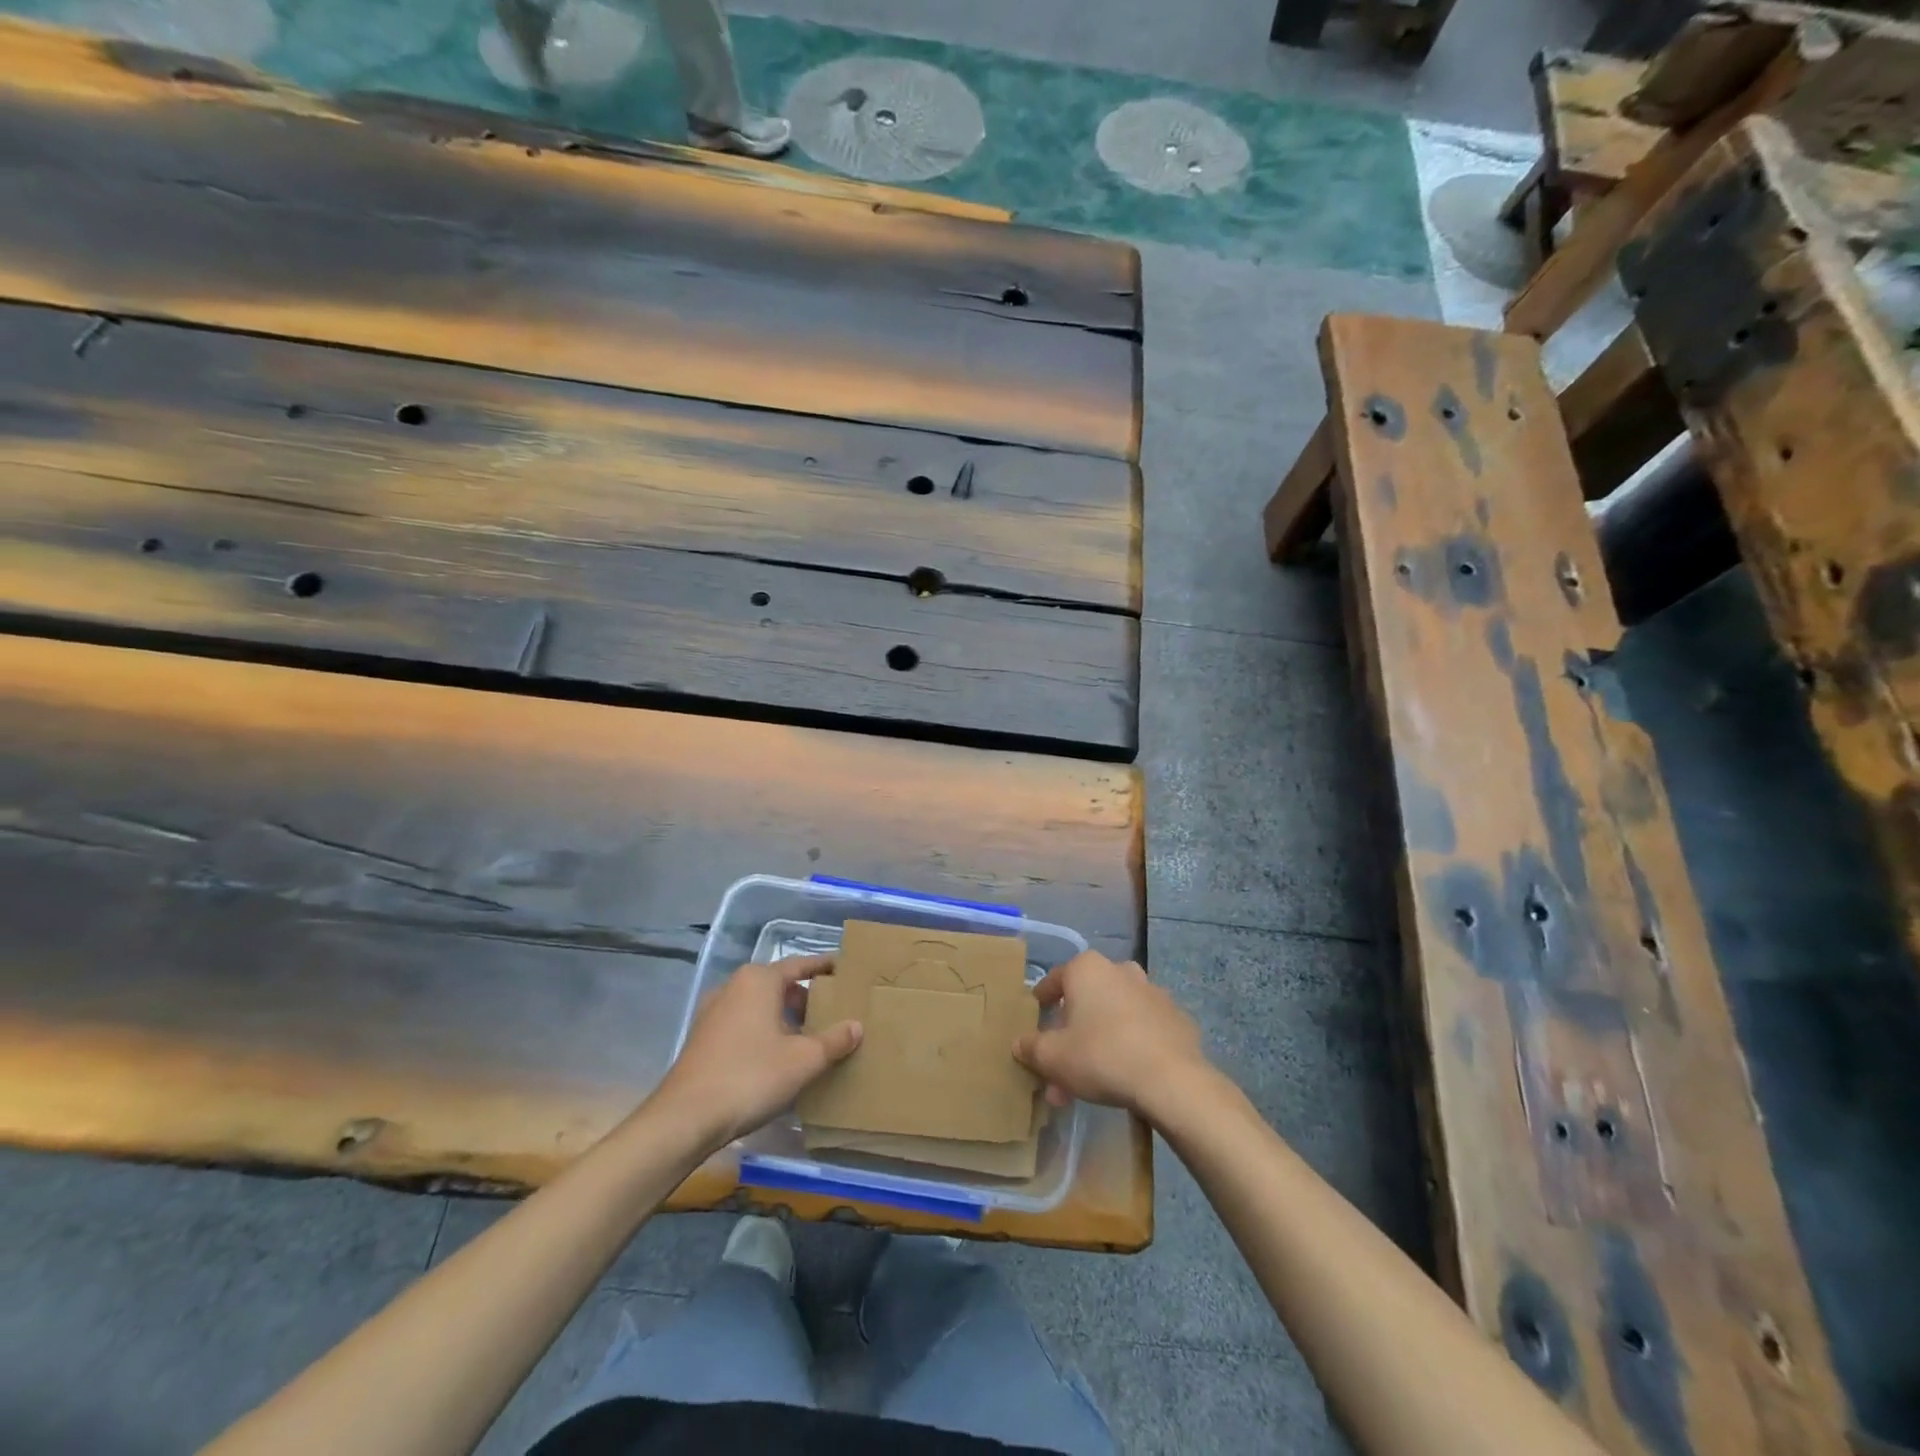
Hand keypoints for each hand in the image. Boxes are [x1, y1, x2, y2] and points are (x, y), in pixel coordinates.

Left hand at [652, 955, 861, 1148]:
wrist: (685, 1118)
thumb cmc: (750, 1076)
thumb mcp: (803, 1060)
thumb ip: (834, 1040)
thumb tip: (856, 1026)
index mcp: (759, 980)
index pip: (800, 964)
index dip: (824, 967)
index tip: (845, 970)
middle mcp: (734, 986)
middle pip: (779, 985)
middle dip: (806, 998)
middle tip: (833, 1012)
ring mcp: (714, 1012)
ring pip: (760, 1006)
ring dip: (784, 1017)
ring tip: (810, 1038)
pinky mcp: (703, 1038)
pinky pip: (744, 1023)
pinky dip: (764, 1031)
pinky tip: (777, 1057)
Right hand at [1013, 950, 1208, 1119]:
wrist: (1172, 1080)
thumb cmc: (1102, 1056)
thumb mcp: (1053, 1057)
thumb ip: (1031, 1047)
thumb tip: (1020, 1043)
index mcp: (1087, 969)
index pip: (1055, 979)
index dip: (1042, 999)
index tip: (1037, 1015)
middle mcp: (1120, 970)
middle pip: (1086, 1000)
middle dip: (1071, 1033)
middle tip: (1060, 1065)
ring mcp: (1152, 992)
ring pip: (1114, 1015)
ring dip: (1099, 1041)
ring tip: (1090, 1080)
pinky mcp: (1176, 1018)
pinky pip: (1142, 1028)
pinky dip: (1130, 1044)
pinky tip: (1124, 1074)